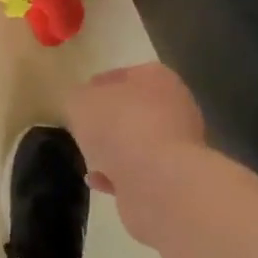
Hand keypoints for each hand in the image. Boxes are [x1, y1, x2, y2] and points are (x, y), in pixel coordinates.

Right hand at [63, 63, 207, 246]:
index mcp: (158, 78)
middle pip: (136, 109)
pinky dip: (121, 176)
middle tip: (85, 130)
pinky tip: (98, 182)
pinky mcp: (176, 178)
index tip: (80, 100)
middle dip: (111, 120)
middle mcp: (176, 107)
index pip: (125, 75)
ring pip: (141, 142)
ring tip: (90, 158)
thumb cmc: (119, 126)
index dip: (99, 86)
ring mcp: (180, 145)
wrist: (157, 181)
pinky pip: (142, 172)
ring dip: (116, 150)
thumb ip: (78, 99)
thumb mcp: (80, 102)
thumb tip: (82, 105)